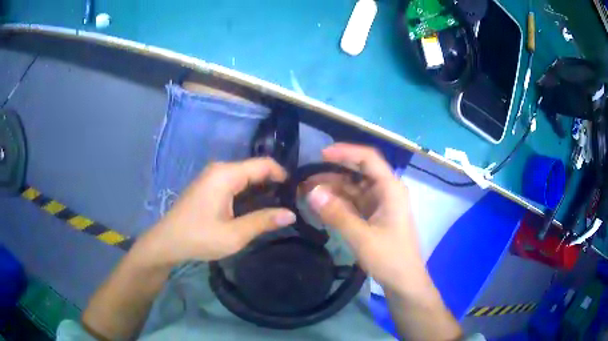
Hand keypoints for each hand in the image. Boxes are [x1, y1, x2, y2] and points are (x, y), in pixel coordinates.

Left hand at [141, 158, 296, 265]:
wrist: (167, 242)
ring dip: (262, 188)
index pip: (263, 164)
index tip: (297, 192)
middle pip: (254, 169)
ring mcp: (212, 176)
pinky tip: (256, 207)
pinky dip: (249, 192)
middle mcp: (219, 169)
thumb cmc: (199, 238)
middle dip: (274, 183)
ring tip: (278, 206)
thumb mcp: (234, 234)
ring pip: (245, 176)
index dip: (283, 174)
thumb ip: (263, 221)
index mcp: (226, 175)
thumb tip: (291, 214)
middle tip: (291, 202)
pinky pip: (235, 182)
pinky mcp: (208, 185)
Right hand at [304, 143, 430, 294]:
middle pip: (358, 171)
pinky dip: (337, 203)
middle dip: (332, 172)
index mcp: (390, 189)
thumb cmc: (390, 258)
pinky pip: (353, 202)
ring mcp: (379, 203)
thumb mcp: (362, 237)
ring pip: (353, 187)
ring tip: (306, 192)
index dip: (345, 152)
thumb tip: (311, 192)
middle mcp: (386, 191)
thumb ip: (337, 214)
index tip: (321, 154)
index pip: (368, 158)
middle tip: (306, 178)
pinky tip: (319, 205)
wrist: (404, 281)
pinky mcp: (373, 215)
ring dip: (332, 189)